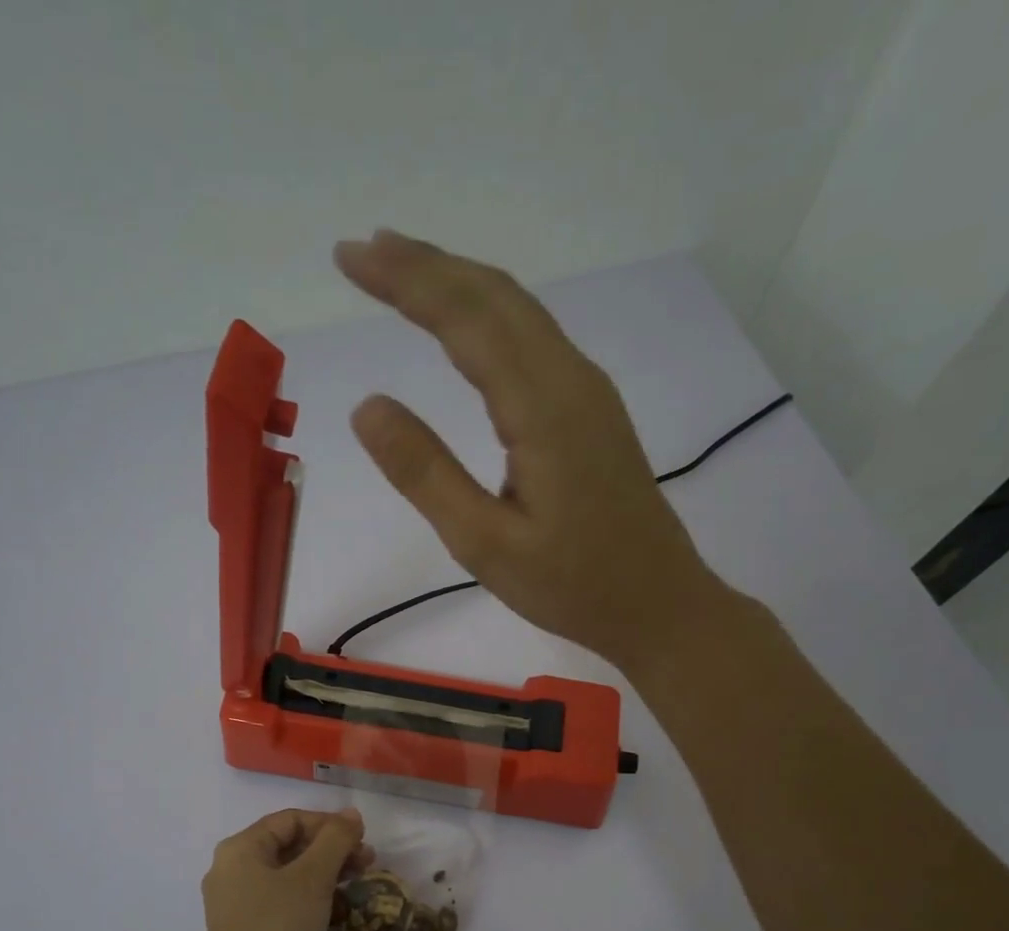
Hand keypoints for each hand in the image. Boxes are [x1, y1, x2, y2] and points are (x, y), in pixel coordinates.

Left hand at [197, 808, 370, 930]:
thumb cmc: (279, 927)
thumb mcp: (313, 877)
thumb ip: (335, 840)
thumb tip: (351, 814)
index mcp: (240, 849)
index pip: (290, 820)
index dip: (329, 824)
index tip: (362, 838)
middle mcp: (232, 870)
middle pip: (289, 845)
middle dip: (331, 849)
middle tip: (367, 861)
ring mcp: (238, 903)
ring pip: (288, 874)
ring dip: (325, 873)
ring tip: (358, 883)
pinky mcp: (248, 930)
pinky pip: (283, 900)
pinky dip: (310, 897)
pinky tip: (336, 908)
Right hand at [333, 230, 721, 671]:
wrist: (659, 604)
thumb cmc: (572, 586)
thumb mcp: (485, 544)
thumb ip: (427, 474)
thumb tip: (367, 406)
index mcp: (542, 408)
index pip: (466, 318)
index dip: (405, 281)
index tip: (349, 256)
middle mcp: (570, 380)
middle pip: (496, 297)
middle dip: (427, 266)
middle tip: (364, 250)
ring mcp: (588, 392)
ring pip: (520, 311)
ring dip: (459, 283)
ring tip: (404, 272)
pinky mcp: (593, 411)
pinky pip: (535, 338)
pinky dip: (489, 314)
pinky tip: (468, 326)